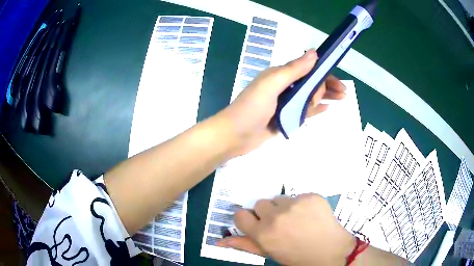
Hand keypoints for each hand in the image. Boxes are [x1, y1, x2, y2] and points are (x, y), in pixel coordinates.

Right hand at [217, 194, 355, 265]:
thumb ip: (245, 245)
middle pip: (260, 204)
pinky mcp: (311, 196)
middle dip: (267, 213)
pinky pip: (298, 195)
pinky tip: (310, 215)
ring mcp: (294, 204)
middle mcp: (275, 216)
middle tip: (281, 224)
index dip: (249, 220)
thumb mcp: (270, 254)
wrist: (331, 251)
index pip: (240, 215)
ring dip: (284, 207)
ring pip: (279, 198)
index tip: (257, 224)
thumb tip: (219, 242)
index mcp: (262, 234)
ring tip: (297, 219)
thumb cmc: (297, 257)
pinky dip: (301, 204)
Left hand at [219, 49, 345, 156]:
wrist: (234, 135)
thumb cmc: (252, 108)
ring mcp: (284, 104)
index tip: (339, 82)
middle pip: (311, 84)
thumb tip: (314, 53)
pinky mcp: (284, 118)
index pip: (308, 70)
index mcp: (281, 75)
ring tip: (340, 100)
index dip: (324, 74)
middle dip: (327, 87)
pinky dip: (315, 109)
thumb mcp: (272, 84)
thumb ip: (294, 69)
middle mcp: (284, 87)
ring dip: (324, 97)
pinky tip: (327, 109)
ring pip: (309, 97)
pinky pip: (304, 112)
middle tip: (342, 95)